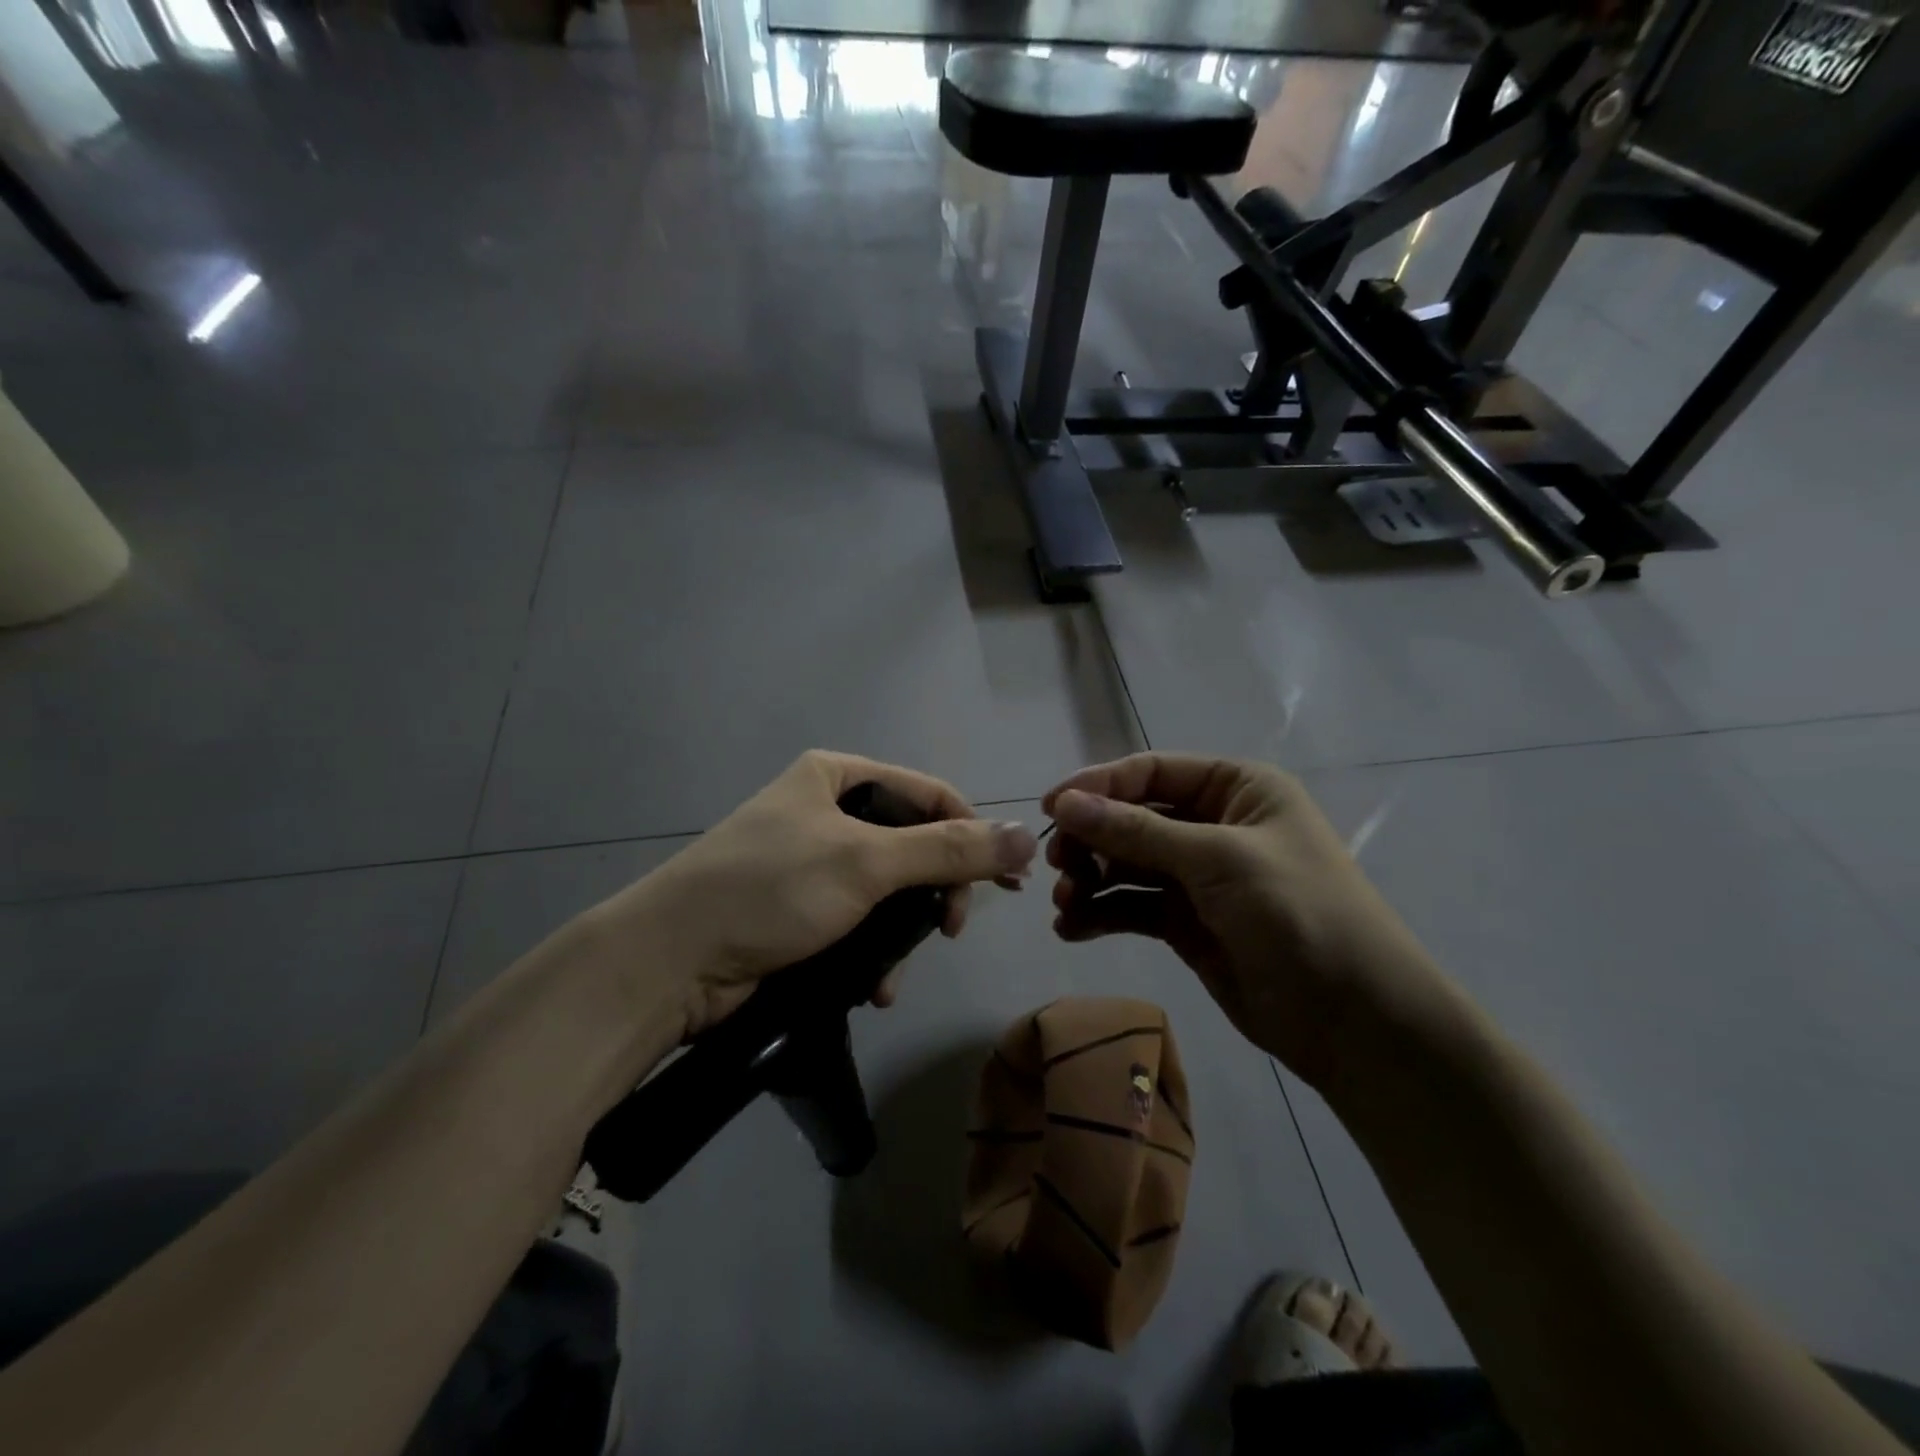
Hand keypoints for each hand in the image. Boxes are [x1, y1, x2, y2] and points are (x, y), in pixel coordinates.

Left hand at [614, 751, 1037, 1038]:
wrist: (668, 963)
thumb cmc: (770, 890)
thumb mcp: (866, 862)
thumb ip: (949, 851)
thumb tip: (1025, 837)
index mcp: (837, 777)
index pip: (930, 794)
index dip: (972, 835)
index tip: (1005, 885)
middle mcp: (825, 812)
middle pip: (912, 846)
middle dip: (932, 894)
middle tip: (947, 931)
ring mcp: (810, 863)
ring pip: (888, 893)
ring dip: (902, 935)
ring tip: (895, 973)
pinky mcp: (798, 911)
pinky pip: (858, 924)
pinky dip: (872, 955)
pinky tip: (873, 988)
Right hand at [1041, 754, 1449, 1087]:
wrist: (1356, 1022)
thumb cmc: (1298, 914)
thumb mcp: (1218, 860)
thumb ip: (1136, 832)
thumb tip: (1063, 804)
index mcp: (1237, 789)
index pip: (1151, 772)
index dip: (1097, 785)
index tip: (1048, 809)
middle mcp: (1215, 825)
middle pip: (1133, 818)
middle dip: (1092, 839)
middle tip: (1056, 865)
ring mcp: (1200, 877)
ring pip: (1128, 865)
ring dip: (1092, 879)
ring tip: (1064, 904)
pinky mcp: (1188, 924)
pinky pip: (1133, 907)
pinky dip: (1102, 913)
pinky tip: (1072, 929)